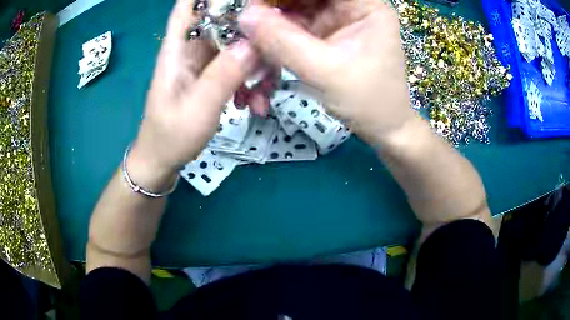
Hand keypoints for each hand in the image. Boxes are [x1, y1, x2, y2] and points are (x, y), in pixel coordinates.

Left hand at [128, 0, 257, 188]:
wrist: (163, 159)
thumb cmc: (171, 136)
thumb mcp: (198, 108)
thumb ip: (223, 75)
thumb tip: (253, 43)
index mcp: (177, 48)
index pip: (188, 5)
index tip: (246, 1)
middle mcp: (192, 48)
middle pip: (223, 19)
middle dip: (251, 29)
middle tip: (273, 47)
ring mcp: (204, 61)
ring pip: (237, 43)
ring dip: (257, 62)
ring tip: (263, 93)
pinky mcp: (214, 74)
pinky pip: (239, 64)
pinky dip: (252, 79)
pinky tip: (254, 102)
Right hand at [238, 0, 414, 141]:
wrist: (382, 129)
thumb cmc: (368, 102)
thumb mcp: (326, 71)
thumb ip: (283, 41)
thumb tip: (244, 16)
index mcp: (365, 6)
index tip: (256, 7)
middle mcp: (351, 7)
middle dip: (274, 9)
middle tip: (248, 27)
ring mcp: (337, 21)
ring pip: (296, 11)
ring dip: (271, 27)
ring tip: (253, 46)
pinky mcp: (326, 36)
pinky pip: (295, 29)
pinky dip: (277, 40)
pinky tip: (265, 54)